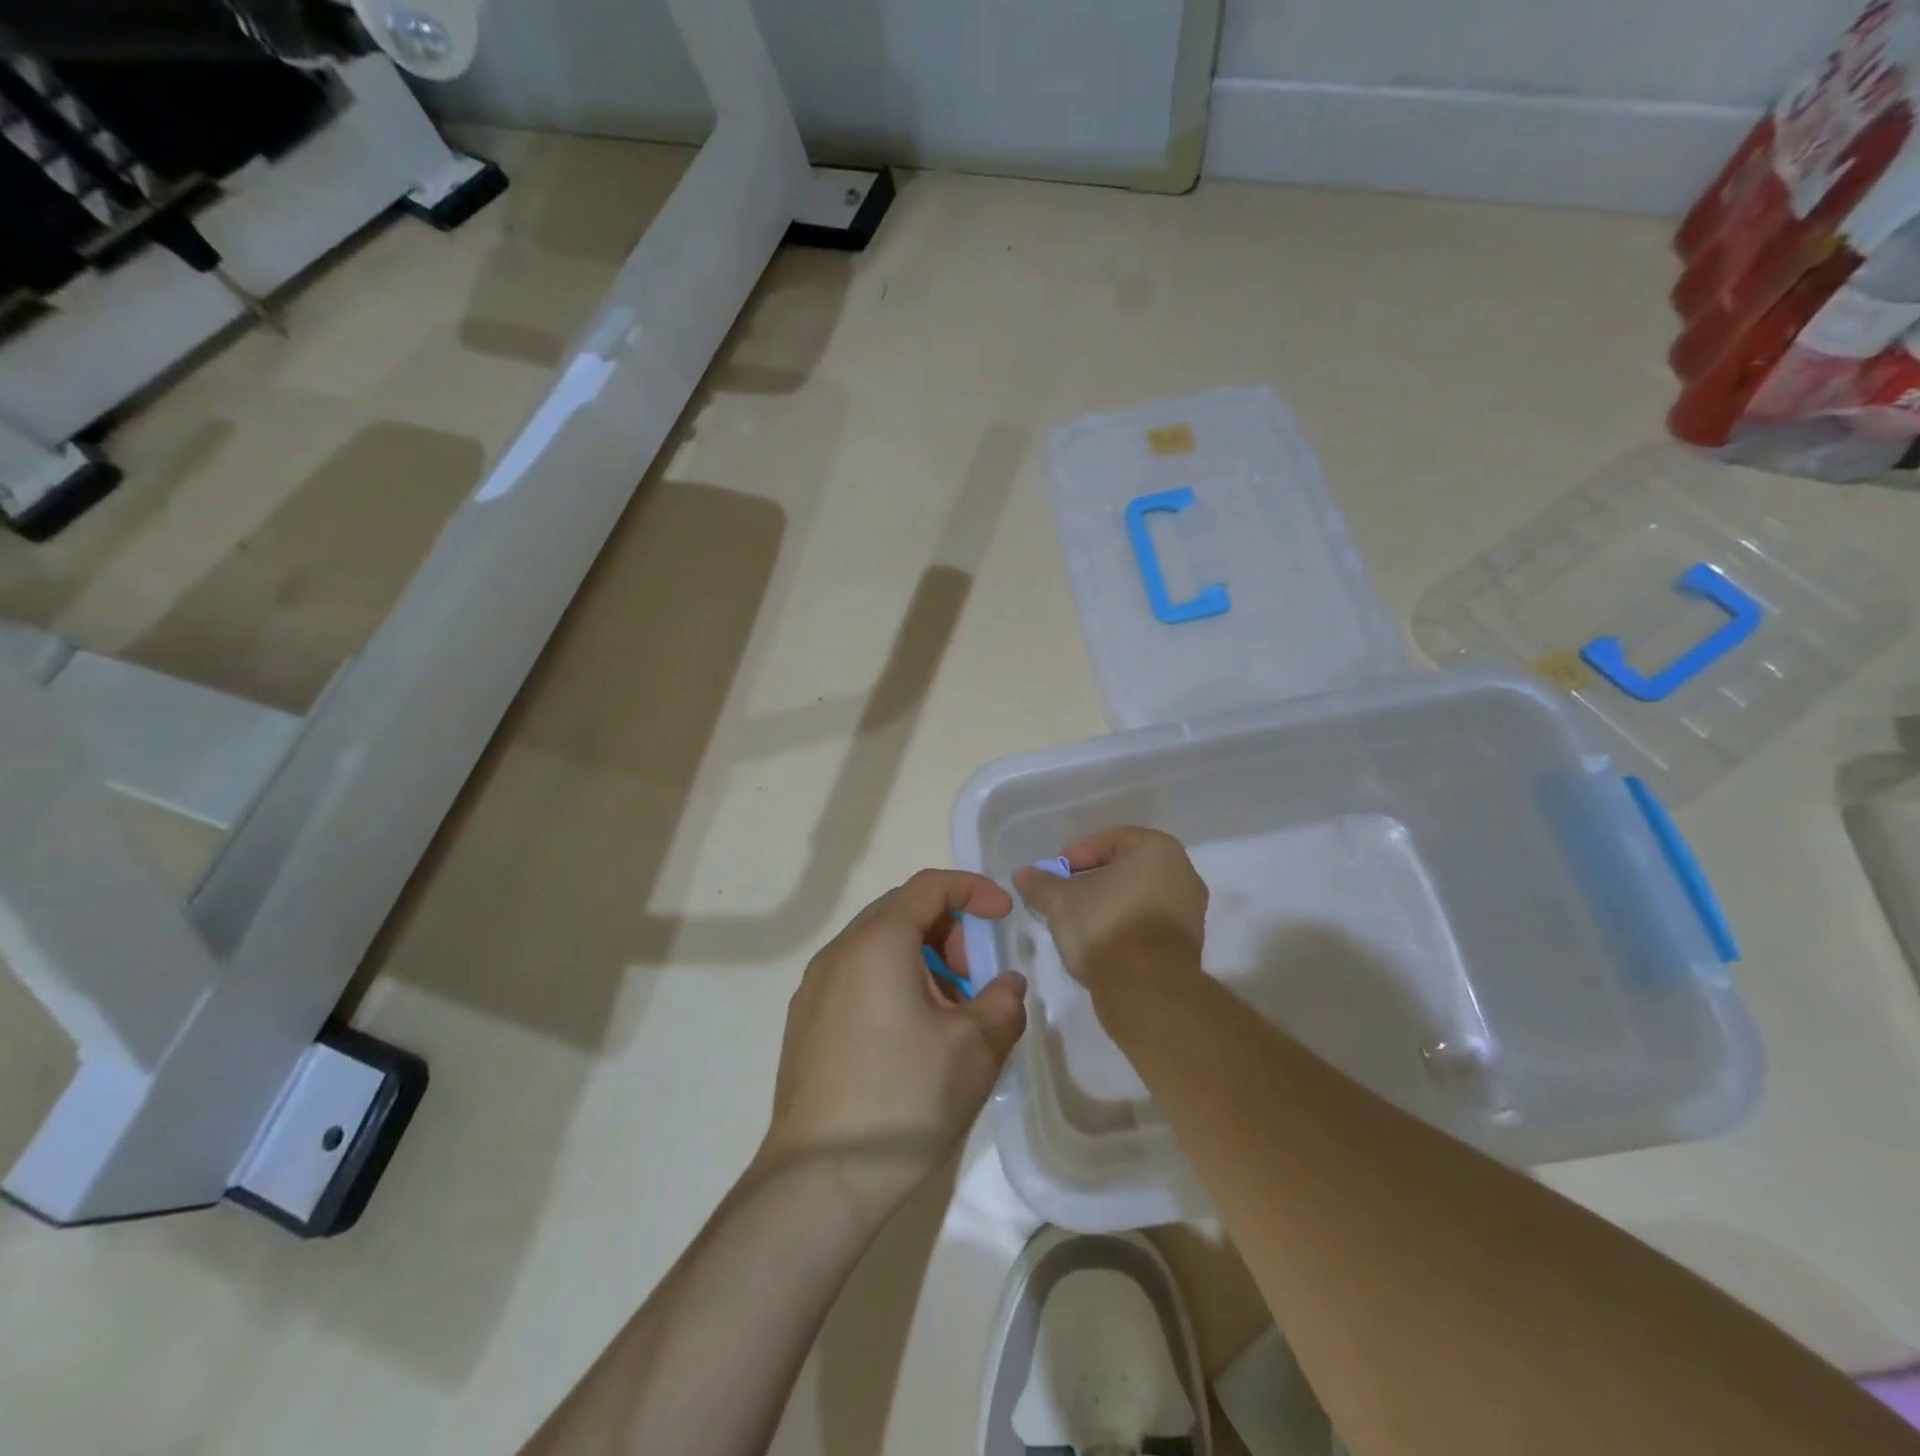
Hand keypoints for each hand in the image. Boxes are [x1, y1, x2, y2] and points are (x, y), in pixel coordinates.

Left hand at [759, 870, 1026, 1212]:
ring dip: (922, 961)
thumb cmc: (905, 1098)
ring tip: (950, 1015)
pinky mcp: (805, 1022)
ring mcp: (815, 987)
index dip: (974, 890)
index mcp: (878, 942)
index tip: (1005, 915)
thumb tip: (1005, 985)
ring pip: (878, 948)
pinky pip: (857, 978)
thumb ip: (1004, 1001)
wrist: (821, 1178)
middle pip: (902, 912)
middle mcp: (839, 952)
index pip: (930, 885)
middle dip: (950, 932)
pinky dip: (894, 983)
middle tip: (978, 977)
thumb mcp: (976, 1048)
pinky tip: (912, 1037)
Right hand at [1012, 827, 1207, 992]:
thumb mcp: (1061, 902)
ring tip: (1080, 923)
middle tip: (1064, 898)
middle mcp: (1182, 871)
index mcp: (1156, 848)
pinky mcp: (1189, 941)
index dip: (1075, 857)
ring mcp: (1191, 908)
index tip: (1054, 878)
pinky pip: (1150, 922)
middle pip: (1125, 868)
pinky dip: (1127, 925)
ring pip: (1138, 896)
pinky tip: (1103, 942)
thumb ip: (1041, 884)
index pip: (1107, 841)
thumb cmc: (1105, 927)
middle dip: (1092, 881)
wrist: (1147, 989)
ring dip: (1109, 905)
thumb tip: (1023, 874)